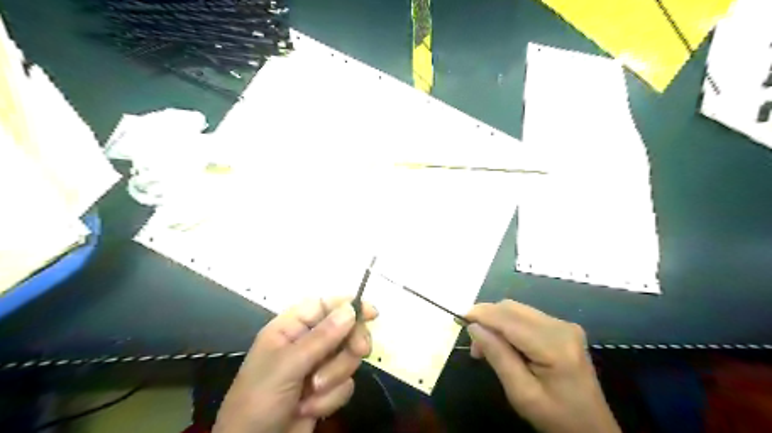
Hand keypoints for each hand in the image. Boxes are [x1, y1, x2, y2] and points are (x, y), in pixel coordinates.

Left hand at [213, 299, 376, 432]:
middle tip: (359, 351)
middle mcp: (306, 343)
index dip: (348, 305)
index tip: (372, 313)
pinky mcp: (326, 390)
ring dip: (335, 377)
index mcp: (290, 329)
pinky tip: (308, 409)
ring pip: (347, 358)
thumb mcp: (287, 366)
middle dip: (349, 345)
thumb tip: (350, 309)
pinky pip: (345, 384)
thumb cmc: (259, 400)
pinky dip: (330, 399)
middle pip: (344, 330)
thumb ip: (321, 338)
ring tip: (312, 392)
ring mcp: (317, 367)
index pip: (324, 305)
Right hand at [464, 299, 618, 432]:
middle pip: (512, 308)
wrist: (592, 429)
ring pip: (517, 310)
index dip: (481, 314)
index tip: (458, 319)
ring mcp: (564, 325)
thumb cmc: (556, 417)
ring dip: (496, 321)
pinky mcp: (563, 328)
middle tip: (474, 345)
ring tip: (486, 347)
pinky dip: (508, 325)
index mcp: (554, 345)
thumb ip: (498, 356)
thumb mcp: (522, 394)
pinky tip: (504, 343)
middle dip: (487, 319)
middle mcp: (561, 326)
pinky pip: (526, 317)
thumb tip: (474, 327)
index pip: (509, 319)